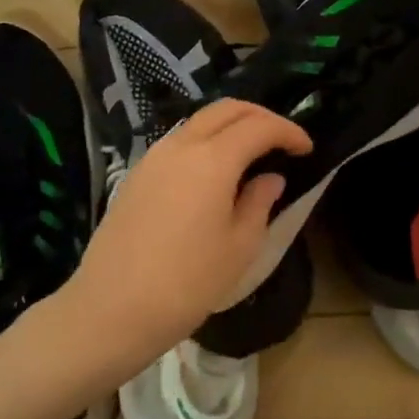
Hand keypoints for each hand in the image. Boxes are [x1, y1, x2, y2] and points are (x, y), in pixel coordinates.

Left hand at [59, 99, 311, 381]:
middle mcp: (181, 145)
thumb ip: (259, 203)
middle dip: (259, 116)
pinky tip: (214, 172)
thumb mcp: (239, 247)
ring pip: (199, 122)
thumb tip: (270, 178)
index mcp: (213, 159)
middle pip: (226, 110)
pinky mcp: (136, 175)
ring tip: (251, 153)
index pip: (259, 126)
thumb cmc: (187, 283)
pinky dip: (205, 142)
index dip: (288, 131)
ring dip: (230, 126)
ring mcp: (153, 157)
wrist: (111, 308)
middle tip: (282, 139)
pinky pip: (179, 142)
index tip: (307, 149)